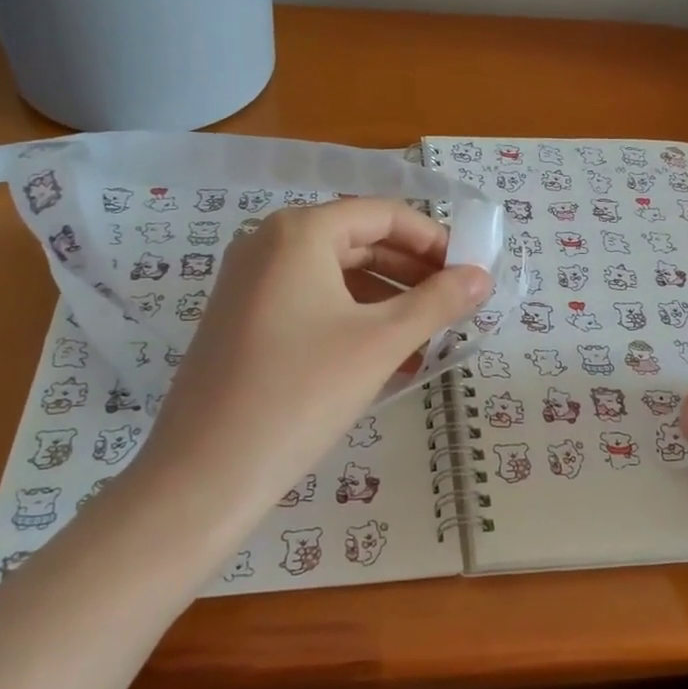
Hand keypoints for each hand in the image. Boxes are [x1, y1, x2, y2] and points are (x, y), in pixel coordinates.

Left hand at [130, 198, 489, 522]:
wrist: (205, 474)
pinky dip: (353, 321)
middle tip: (455, 304)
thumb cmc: (301, 393)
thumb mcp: (380, 343)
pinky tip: (386, 358)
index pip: (383, 214)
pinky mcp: (242, 320)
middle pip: (358, 241)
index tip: (470, 271)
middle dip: (412, 272)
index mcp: (299, 232)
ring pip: (335, 277)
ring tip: (428, 339)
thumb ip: (437, 302)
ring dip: (387, 301)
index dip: (433, 239)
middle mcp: (267, 244)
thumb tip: (482, 277)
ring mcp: (249, 283)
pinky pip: (311, 304)